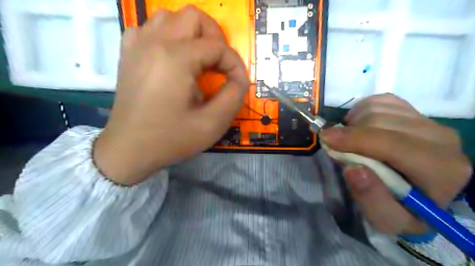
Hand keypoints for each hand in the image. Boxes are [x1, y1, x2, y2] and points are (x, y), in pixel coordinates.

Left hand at [92, 7, 248, 184]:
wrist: (129, 149)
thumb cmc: (171, 139)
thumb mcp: (212, 124)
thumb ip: (234, 95)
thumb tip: (239, 78)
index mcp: (176, 58)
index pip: (218, 47)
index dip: (235, 64)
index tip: (238, 83)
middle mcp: (154, 42)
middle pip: (194, 16)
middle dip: (215, 38)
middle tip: (219, 64)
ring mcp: (137, 45)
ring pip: (171, 17)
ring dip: (191, 34)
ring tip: (198, 59)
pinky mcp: (128, 53)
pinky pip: (150, 28)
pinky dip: (168, 36)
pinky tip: (172, 58)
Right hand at [320, 94, 472, 234]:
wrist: (419, 192)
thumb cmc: (402, 209)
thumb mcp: (386, 219)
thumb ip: (371, 199)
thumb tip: (353, 168)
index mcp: (441, 170)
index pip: (395, 144)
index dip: (356, 139)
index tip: (326, 139)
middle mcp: (442, 139)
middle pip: (382, 121)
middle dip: (350, 133)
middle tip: (334, 147)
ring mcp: (429, 121)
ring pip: (379, 107)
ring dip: (354, 122)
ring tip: (349, 140)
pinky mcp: (416, 112)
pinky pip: (381, 100)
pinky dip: (361, 110)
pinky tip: (359, 127)